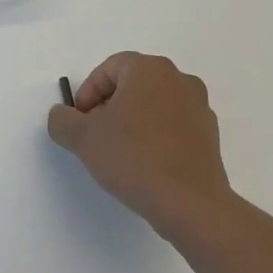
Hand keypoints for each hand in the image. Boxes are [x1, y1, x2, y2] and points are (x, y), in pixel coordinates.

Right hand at [47, 52, 233, 238]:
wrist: (189, 203)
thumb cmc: (132, 158)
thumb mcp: (81, 138)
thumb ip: (62, 119)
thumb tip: (63, 115)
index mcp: (150, 69)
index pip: (108, 69)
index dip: (88, 93)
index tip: (81, 122)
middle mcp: (179, 80)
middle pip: (132, 85)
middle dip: (109, 106)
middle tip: (95, 135)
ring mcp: (199, 107)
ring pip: (153, 105)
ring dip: (132, 122)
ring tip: (119, 153)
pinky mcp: (210, 135)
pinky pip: (172, 125)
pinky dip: (155, 136)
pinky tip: (144, 164)